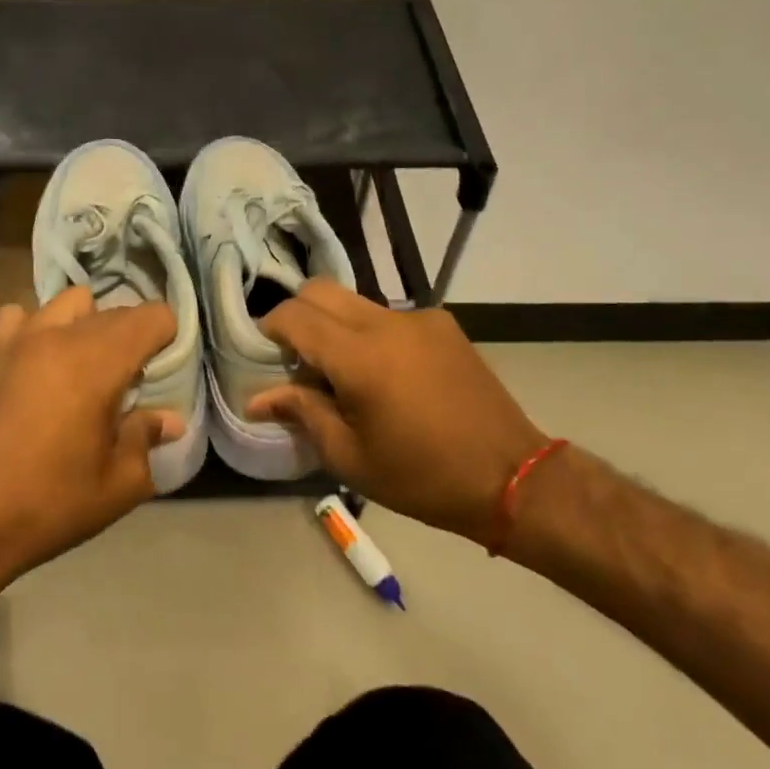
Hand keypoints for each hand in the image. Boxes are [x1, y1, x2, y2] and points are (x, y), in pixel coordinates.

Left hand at [0, 286, 182, 594]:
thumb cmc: (51, 504)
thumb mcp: (119, 484)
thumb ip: (147, 438)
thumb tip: (171, 420)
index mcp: (99, 363)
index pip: (152, 316)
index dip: (168, 338)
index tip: (163, 371)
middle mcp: (60, 336)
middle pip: (115, 311)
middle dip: (133, 337)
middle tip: (132, 382)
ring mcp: (20, 339)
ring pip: (70, 304)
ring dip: (88, 325)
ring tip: (86, 366)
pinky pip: (21, 316)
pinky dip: (38, 327)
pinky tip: (39, 362)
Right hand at [247, 281, 547, 546]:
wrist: (512, 477)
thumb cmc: (422, 476)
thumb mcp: (349, 456)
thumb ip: (302, 413)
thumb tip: (257, 399)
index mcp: (360, 356)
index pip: (294, 316)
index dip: (269, 329)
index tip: (264, 355)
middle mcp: (387, 323)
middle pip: (320, 291)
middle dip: (297, 317)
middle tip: (297, 360)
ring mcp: (420, 319)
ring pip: (355, 301)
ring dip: (334, 325)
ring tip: (343, 374)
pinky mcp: (444, 326)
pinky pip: (389, 316)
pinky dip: (370, 333)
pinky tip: (386, 376)